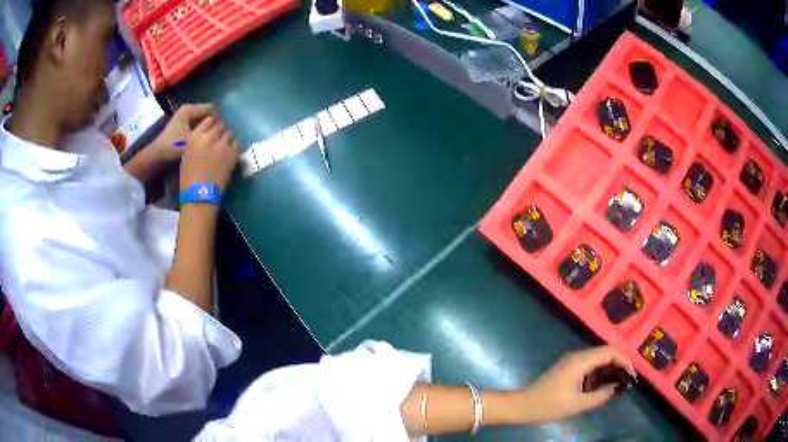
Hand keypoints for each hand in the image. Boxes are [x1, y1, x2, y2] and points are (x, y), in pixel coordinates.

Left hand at [152, 103, 214, 161]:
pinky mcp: (180, 125)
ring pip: (200, 120)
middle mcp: (186, 109)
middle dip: (211, 124)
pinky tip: (201, 142)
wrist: (157, 156)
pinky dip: (198, 131)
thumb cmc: (175, 146)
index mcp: (189, 109)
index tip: (219, 133)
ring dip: (205, 128)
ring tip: (209, 140)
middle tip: (216, 138)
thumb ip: (208, 131)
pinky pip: (195, 125)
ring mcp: (182, 117)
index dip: (217, 119)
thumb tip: (221, 128)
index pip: (211, 108)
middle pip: (205, 113)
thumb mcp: (193, 138)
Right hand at [180, 116, 239, 191]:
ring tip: (225, 146)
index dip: (212, 124)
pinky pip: (236, 143)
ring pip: (229, 132)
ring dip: (227, 138)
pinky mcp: (232, 153)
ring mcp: (222, 144)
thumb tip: (206, 134)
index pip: (208, 120)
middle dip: (220, 130)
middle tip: (219, 139)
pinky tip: (230, 152)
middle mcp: (209, 137)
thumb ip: (196, 140)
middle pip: (220, 125)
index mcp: (195, 137)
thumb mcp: (187, 154)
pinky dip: (234, 146)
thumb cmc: (188, 177)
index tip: (212, 129)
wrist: (200, 194)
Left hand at [516, 346, 635, 423]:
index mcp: (581, 360)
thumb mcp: (578, 404)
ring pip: (597, 359)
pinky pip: (589, 365)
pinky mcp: (568, 368)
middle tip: (627, 379)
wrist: (523, 405)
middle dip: (619, 364)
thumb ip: (601, 395)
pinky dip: (599, 372)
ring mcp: (571, 361)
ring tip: (619, 383)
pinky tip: (603, 385)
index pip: (609, 351)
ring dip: (609, 368)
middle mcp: (577, 355)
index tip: (632, 374)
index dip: (624, 360)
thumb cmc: (550, 405)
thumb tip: (618, 387)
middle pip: (605, 352)